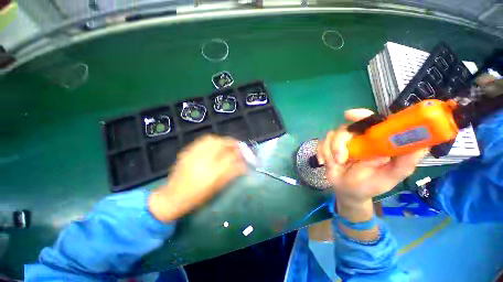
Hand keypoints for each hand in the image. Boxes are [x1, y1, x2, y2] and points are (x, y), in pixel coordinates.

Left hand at [148, 135, 246, 221]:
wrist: (171, 198)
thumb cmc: (197, 197)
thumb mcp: (216, 188)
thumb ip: (231, 174)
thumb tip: (243, 165)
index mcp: (212, 173)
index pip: (230, 157)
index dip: (240, 154)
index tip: (245, 155)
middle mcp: (203, 160)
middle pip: (221, 144)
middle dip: (232, 142)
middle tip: (238, 145)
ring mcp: (193, 154)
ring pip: (211, 139)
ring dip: (222, 140)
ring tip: (227, 144)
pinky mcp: (187, 152)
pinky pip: (202, 141)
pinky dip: (212, 140)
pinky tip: (215, 145)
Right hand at [317, 109, 427, 205]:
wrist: (349, 192)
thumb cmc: (371, 184)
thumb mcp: (391, 176)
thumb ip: (405, 163)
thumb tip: (419, 145)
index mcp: (374, 140)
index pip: (368, 120)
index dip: (360, 115)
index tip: (349, 115)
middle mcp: (357, 138)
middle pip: (343, 128)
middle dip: (339, 143)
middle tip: (341, 158)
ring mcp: (340, 143)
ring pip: (329, 136)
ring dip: (330, 152)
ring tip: (336, 164)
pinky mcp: (328, 147)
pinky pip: (320, 144)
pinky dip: (322, 154)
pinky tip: (325, 163)